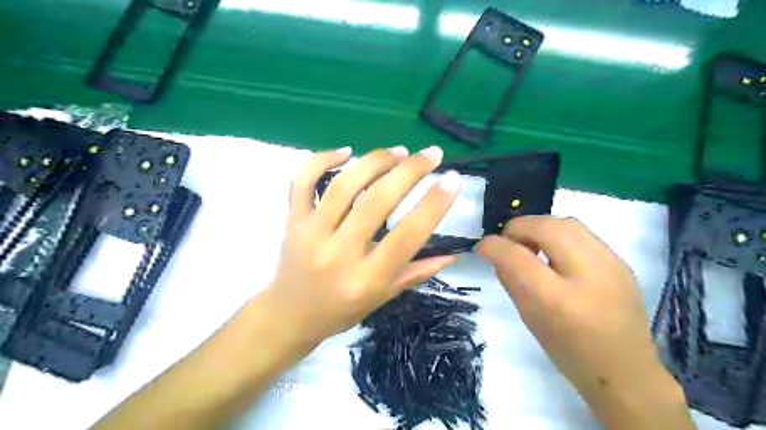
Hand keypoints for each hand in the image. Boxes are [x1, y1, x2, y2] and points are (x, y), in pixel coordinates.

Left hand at [263, 148, 462, 352]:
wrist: (289, 316)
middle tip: (431, 154)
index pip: (408, 235)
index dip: (434, 204)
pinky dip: (322, 159)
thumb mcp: (383, 297)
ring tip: (399, 151)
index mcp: (367, 278)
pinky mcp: (292, 220)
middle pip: (377, 201)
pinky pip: (303, 181)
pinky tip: (346, 151)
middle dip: (410, 171)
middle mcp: (339, 253)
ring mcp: (311, 233)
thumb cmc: (341, 311)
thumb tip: (453, 254)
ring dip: (375, 161)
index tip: (452, 180)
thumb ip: (417, 273)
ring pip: (344, 185)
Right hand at [477, 216, 691, 429]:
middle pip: (546, 227)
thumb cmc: (570, 353)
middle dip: (518, 228)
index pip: (517, 257)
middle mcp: (589, 275)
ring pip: (566, 222)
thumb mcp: (530, 320)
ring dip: (539, 227)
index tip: (482, 246)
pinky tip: (555, 254)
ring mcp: (611, 265)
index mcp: (559, 301)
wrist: (626, 372)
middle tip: (508, 242)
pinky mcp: (621, 261)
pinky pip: (581, 233)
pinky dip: (558, 235)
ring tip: (531, 246)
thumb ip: (510, 281)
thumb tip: (496, 252)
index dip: (493, 245)